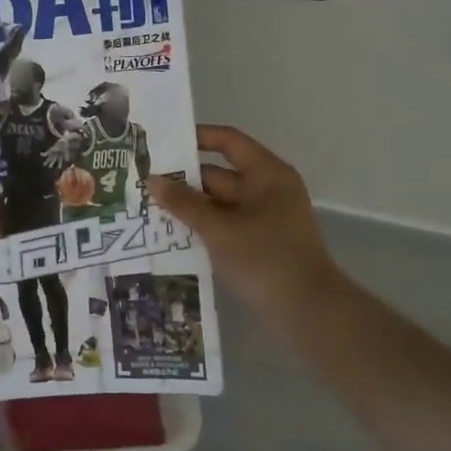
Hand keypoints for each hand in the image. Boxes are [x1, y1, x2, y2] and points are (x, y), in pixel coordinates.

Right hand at [147, 125, 347, 323]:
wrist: (308, 312)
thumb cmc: (265, 258)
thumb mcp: (219, 228)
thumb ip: (184, 203)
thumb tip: (152, 180)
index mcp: (267, 174)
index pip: (228, 142)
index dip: (197, 137)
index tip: (163, 143)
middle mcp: (267, 190)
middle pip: (219, 174)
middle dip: (183, 179)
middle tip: (142, 181)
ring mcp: (265, 218)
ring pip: (219, 203)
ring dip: (189, 206)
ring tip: (148, 206)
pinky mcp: (259, 243)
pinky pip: (225, 225)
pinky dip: (202, 226)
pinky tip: (170, 233)